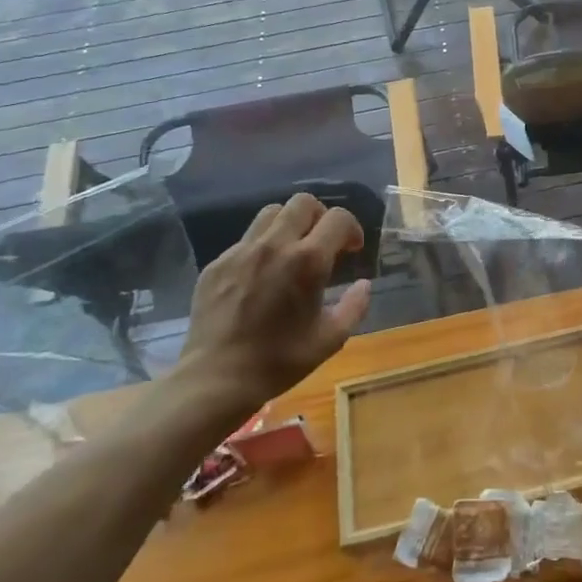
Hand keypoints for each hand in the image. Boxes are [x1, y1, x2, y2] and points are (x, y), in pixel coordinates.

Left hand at [174, 193, 371, 417]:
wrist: (216, 378)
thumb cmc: (280, 361)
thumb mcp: (331, 339)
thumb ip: (354, 306)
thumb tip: (364, 285)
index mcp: (308, 261)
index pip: (338, 218)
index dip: (352, 229)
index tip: (352, 250)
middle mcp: (275, 245)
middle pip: (303, 203)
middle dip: (321, 217)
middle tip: (323, 244)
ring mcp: (241, 251)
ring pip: (271, 213)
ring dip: (289, 225)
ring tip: (292, 252)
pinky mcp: (217, 263)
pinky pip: (246, 239)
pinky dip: (262, 247)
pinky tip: (261, 276)